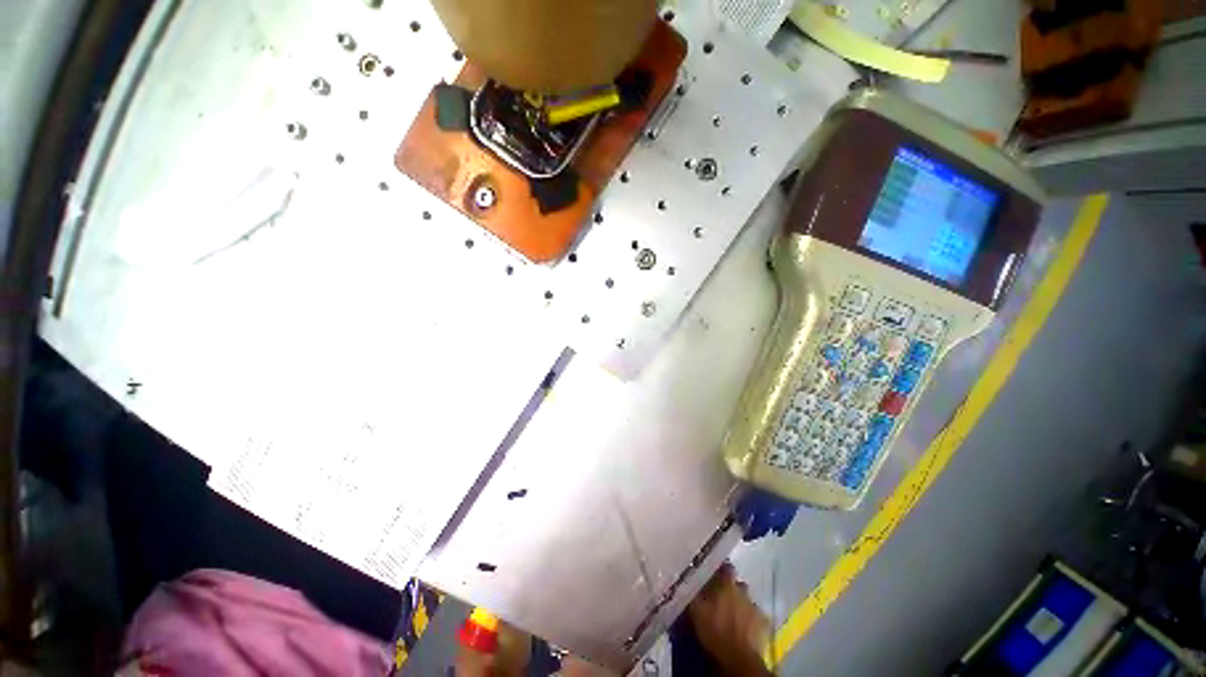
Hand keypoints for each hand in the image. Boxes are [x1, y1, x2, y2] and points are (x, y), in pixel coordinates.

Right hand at [687, 563, 771, 676]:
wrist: (737, 659)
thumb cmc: (713, 629)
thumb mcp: (695, 609)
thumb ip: (692, 591)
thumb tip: (686, 579)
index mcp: (727, 583)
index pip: (726, 566)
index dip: (720, 570)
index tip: (713, 576)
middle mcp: (743, 590)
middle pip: (737, 584)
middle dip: (730, 589)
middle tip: (720, 599)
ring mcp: (755, 607)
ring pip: (746, 600)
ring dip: (740, 605)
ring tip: (731, 616)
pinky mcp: (763, 624)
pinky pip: (756, 617)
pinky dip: (750, 621)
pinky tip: (743, 629)